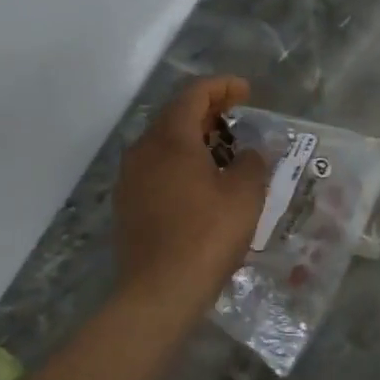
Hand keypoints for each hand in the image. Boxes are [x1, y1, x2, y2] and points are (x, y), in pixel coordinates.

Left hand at [113, 76, 270, 318]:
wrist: (159, 292)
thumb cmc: (207, 235)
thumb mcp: (245, 195)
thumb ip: (252, 162)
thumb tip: (249, 153)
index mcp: (170, 138)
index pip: (194, 94)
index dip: (222, 87)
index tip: (246, 92)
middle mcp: (143, 150)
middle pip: (175, 115)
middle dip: (208, 111)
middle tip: (237, 117)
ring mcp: (130, 178)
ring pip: (163, 143)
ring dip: (193, 139)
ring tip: (223, 151)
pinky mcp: (127, 204)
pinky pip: (156, 168)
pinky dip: (180, 163)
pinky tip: (200, 183)